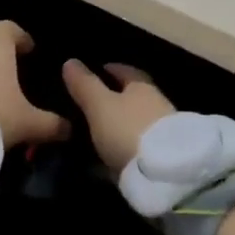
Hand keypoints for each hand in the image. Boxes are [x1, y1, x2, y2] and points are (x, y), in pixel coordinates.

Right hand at [61, 60, 176, 173]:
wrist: (164, 173)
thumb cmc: (128, 129)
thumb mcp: (99, 105)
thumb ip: (85, 85)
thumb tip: (70, 61)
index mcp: (142, 87)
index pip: (128, 72)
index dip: (113, 69)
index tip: (101, 69)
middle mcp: (157, 105)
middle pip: (135, 97)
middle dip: (118, 98)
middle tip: (96, 102)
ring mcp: (163, 132)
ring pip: (138, 122)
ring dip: (122, 124)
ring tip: (100, 130)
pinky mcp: (164, 157)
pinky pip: (140, 145)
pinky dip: (126, 145)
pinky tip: (113, 154)